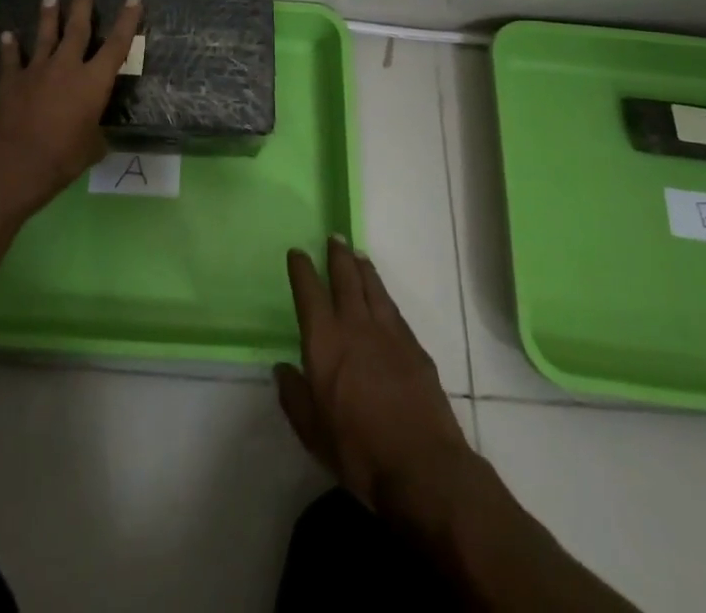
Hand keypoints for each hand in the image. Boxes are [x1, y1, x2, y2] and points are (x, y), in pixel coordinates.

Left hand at [0, 0, 143, 212]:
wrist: (15, 163)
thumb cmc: (62, 158)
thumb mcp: (92, 149)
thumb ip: (95, 133)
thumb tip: (95, 134)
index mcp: (93, 82)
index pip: (116, 45)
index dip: (127, 22)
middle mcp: (66, 67)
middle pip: (77, 28)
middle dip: (81, 3)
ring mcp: (35, 71)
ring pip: (44, 36)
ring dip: (48, 16)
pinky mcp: (10, 81)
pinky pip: (10, 59)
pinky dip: (10, 47)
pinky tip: (8, 35)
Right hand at [277, 237, 471, 512]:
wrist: (423, 467)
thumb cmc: (359, 452)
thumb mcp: (312, 433)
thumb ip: (294, 396)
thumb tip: (282, 369)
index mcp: (325, 342)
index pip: (309, 293)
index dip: (302, 269)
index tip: (297, 252)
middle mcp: (355, 326)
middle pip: (345, 278)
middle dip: (337, 256)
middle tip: (334, 237)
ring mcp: (389, 334)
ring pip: (373, 288)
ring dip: (363, 269)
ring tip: (358, 255)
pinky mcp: (415, 348)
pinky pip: (394, 310)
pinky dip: (384, 296)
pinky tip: (383, 298)